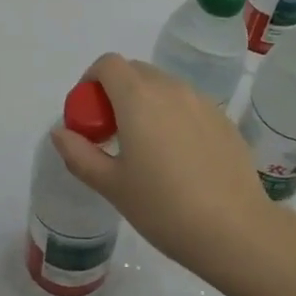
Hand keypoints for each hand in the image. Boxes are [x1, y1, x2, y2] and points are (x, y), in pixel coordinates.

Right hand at [50, 54, 275, 281]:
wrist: (235, 231)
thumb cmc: (164, 207)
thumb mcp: (111, 185)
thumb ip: (79, 153)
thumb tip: (60, 132)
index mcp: (137, 97)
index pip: (107, 64)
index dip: (91, 80)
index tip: (89, 114)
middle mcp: (169, 88)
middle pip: (135, 71)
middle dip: (117, 92)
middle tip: (113, 132)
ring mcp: (200, 101)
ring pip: (163, 86)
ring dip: (146, 102)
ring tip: (147, 147)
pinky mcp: (223, 119)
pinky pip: (188, 104)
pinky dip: (174, 116)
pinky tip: (180, 158)